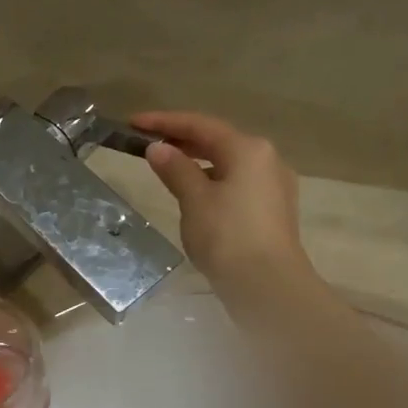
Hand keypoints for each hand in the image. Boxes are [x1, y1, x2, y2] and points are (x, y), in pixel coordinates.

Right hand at [134, 111, 316, 315]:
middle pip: (218, 140)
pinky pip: (237, 182)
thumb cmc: (227, 236)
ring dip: (197, 161)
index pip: (200, 125)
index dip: (164, 122)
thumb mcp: (194, 200)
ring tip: (167, 167)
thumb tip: (158, 149)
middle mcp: (267, 159)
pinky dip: (212, 180)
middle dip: (182, 140)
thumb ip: (175, 169)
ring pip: (228, 163)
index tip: (133, 123)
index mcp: (248, 149)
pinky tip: (195, 193)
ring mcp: (274, 185)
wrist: (268, 285)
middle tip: (148, 143)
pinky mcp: (273, 210)